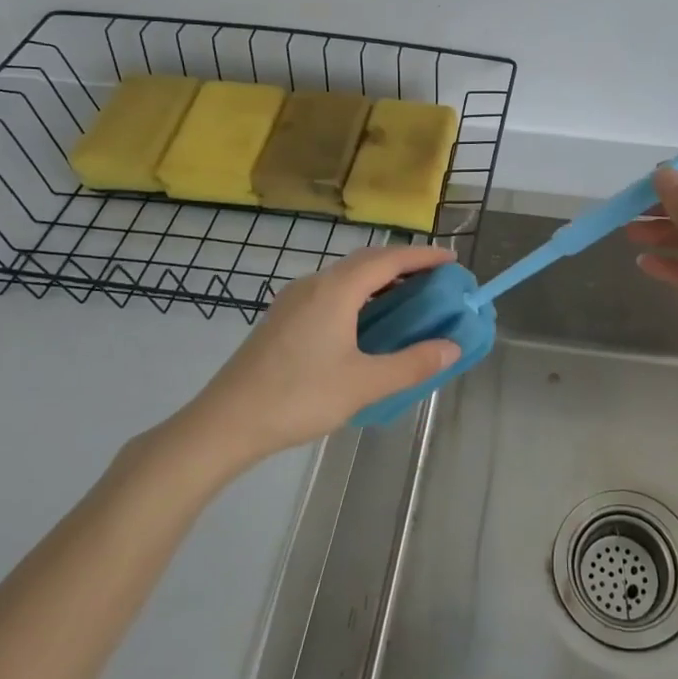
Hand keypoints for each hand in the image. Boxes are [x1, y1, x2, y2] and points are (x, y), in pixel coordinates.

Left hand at [185, 244, 461, 464]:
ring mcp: (294, 300)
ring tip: (408, 298)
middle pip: (367, 261)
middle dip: (403, 264)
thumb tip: (451, 348)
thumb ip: (411, 364)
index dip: (423, 256)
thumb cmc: (298, 397)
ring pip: (346, 276)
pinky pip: (331, 292)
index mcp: (336, 290)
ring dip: (379, 279)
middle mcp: (314, 284)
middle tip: (435, 279)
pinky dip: (359, 295)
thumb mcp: (363, 385)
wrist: (226, 422)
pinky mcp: (282, 319)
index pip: (389, 259)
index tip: (452, 260)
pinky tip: (366, 322)